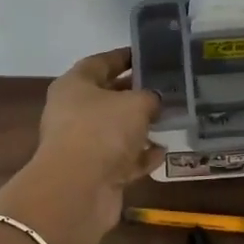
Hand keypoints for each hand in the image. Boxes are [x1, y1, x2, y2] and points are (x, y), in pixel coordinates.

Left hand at [31, 48, 163, 223]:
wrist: (78, 189)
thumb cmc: (102, 131)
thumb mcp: (135, 104)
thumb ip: (149, 97)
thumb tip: (153, 100)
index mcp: (74, 86)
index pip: (100, 62)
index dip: (123, 57)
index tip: (146, 55)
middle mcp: (73, 112)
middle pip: (107, 97)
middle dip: (135, 93)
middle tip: (166, 87)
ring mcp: (82, 145)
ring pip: (115, 130)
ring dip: (139, 127)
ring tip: (170, 119)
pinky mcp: (94, 173)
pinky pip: (121, 159)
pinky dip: (139, 156)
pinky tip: (162, 152)